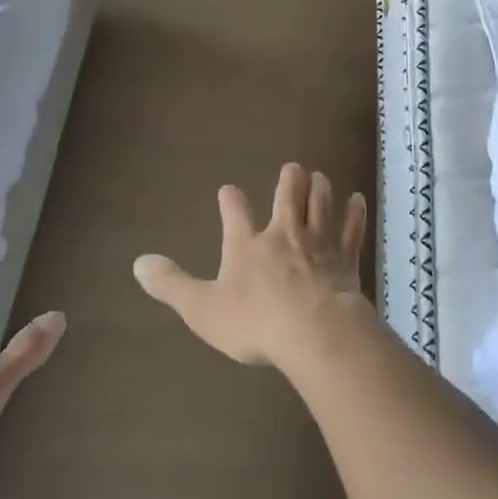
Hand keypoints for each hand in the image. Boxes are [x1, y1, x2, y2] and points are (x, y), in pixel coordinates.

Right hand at [133, 163, 370, 367]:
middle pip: (288, 196)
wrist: (314, 330)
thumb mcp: (202, 309)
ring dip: (319, 188)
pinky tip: (358, 199)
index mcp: (247, 245)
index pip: (235, 212)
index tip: (229, 190)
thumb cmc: (255, 322)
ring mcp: (318, 243)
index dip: (231, 200)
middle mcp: (284, 234)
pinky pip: (351, 229)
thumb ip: (171, 285)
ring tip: (319, 176)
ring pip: (321, 204)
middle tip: (292, 168)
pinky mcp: (345, 258)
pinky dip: (354, 213)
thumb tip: (138, 263)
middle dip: (289, 180)